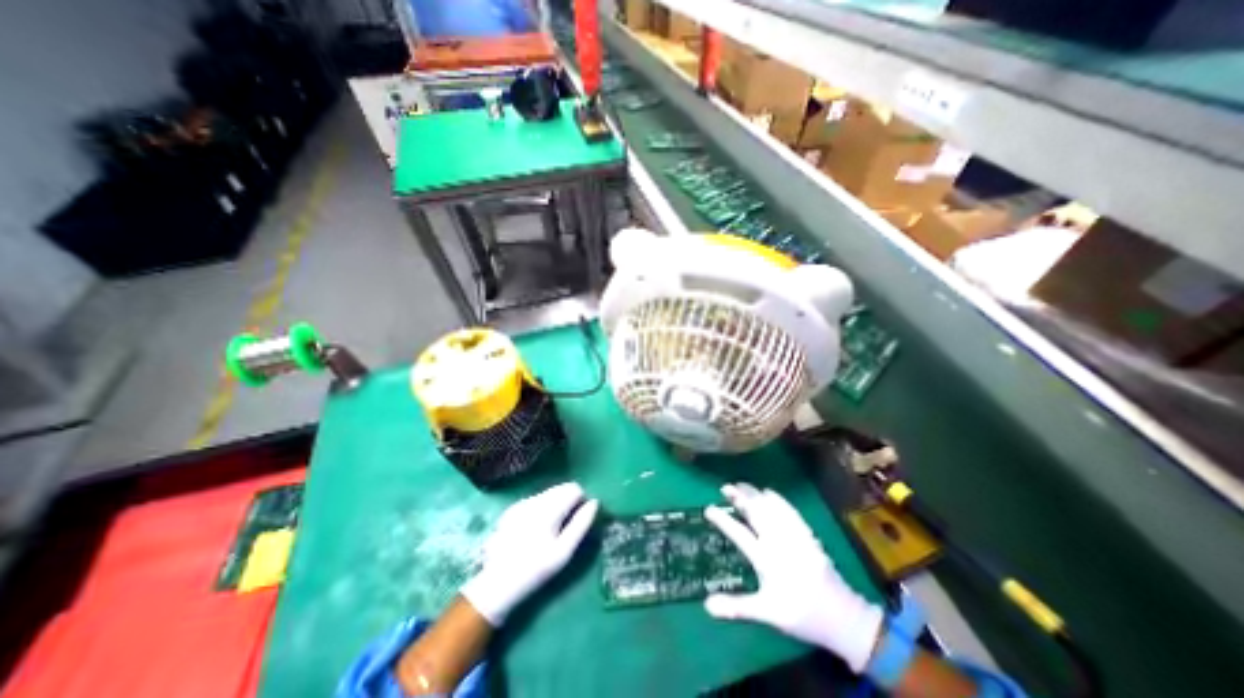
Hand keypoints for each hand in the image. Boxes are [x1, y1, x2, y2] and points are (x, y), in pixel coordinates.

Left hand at [458, 483, 598, 624]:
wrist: (497, 584)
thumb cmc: (536, 570)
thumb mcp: (564, 552)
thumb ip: (581, 524)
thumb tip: (594, 502)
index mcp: (549, 508)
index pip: (574, 488)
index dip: (581, 501)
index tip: (579, 519)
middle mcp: (535, 499)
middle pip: (561, 488)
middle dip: (569, 501)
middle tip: (566, 526)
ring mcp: (522, 503)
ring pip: (548, 493)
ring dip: (556, 504)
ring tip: (551, 529)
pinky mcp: (512, 509)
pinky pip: (536, 499)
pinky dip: (542, 508)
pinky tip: (536, 529)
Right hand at [698, 483, 884, 673]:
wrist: (842, 617)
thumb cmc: (800, 614)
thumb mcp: (767, 613)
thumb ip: (737, 606)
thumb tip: (707, 605)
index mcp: (765, 558)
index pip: (738, 533)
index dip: (722, 519)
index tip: (708, 509)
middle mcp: (778, 541)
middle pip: (755, 512)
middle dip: (739, 497)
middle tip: (725, 487)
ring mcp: (793, 535)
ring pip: (771, 507)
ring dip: (755, 494)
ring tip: (742, 485)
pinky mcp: (807, 534)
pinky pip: (790, 510)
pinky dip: (777, 499)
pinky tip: (770, 492)